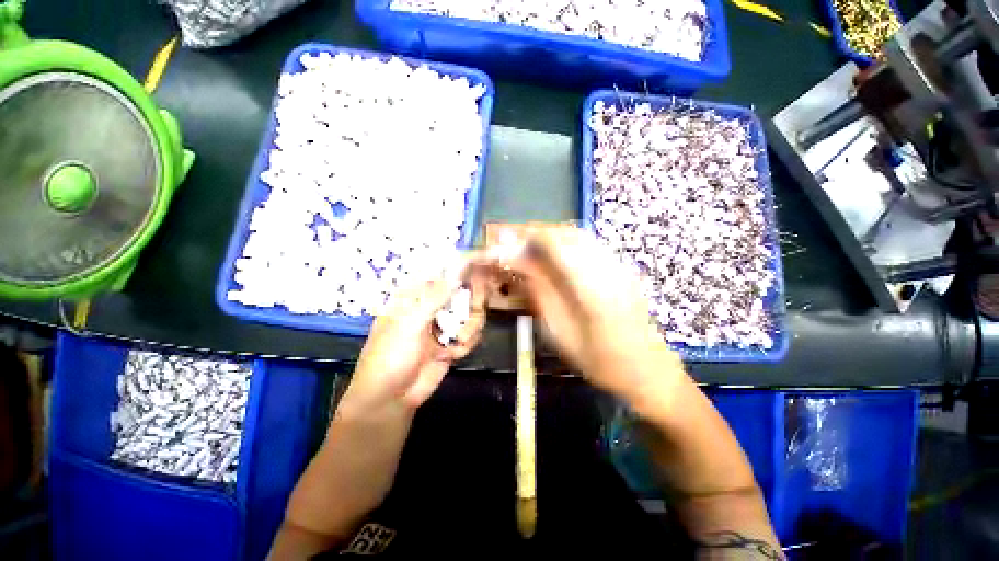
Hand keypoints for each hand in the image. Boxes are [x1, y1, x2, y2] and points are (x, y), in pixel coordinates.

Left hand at [342, 254, 487, 413]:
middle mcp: (433, 305)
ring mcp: (444, 323)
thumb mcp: (409, 324)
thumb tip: (456, 271)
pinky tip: (452, 355)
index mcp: (416, 295)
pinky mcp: (453, 341)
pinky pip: (473, 333)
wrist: (391, 399)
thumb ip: (434, 297)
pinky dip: (467, 344)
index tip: (485, 258)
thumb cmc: (390, 357)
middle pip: (464, 289)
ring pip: (473, 312)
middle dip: (474, 299)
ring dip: (471, 327)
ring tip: (459, 341)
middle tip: (477, 306)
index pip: (443, 271)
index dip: (463, 264)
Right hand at [498, 225, 684, 406]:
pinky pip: (591, 246)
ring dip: (554, 239)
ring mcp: (620, 266)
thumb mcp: (560, 333)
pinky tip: (558, 260)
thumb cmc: (599, 361)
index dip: (529, 239)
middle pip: (569, 234)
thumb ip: (539, 294)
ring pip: (581, 237)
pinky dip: (568, 245)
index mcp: (591, 287)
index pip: (556, 244)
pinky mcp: (623, 270)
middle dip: (539, 235)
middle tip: (518, 248)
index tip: (508, 245)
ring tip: (533, 253)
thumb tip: (518, 266)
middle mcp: (608, 267)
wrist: (648, 371)